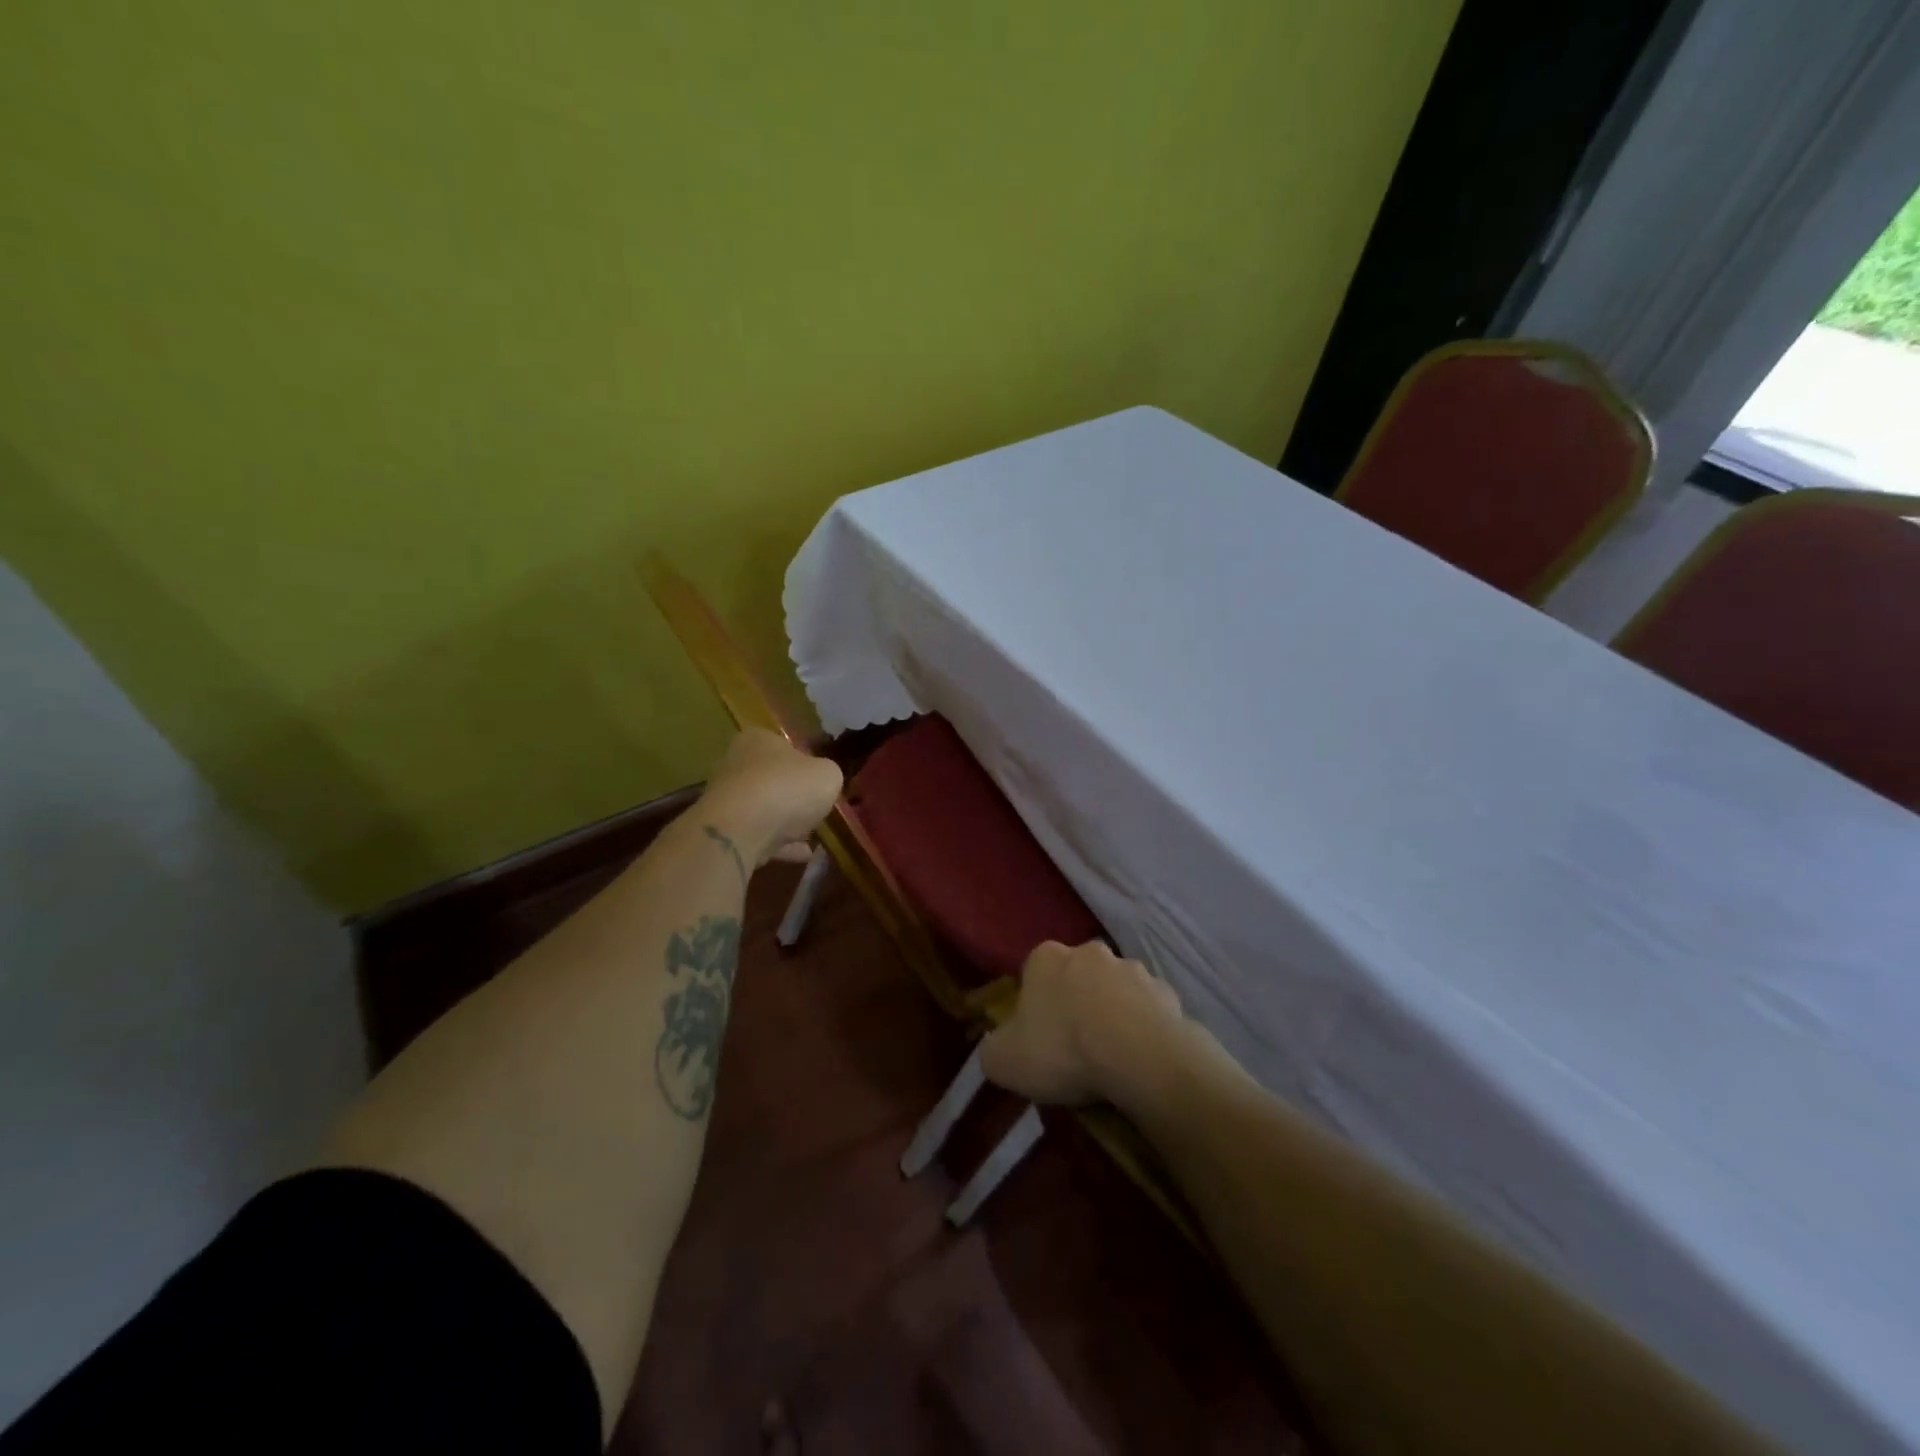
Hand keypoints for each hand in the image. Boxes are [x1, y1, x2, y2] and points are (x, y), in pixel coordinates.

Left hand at [698, 728, 843, 866]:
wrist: (740, 831)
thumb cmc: (786, 788)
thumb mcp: (828, 775)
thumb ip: (828, 775)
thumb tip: (823, 781)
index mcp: (758, 740)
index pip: (785, 746)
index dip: (807, 764)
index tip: (821, 782)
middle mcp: (736, 764)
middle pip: (773, 779)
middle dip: (794, 796)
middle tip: (818, 810)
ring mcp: (727, 799)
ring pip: (764, 810)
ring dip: (787, 823)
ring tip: (813, 837)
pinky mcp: (724, 831)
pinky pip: (759, 836)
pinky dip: (779, 845)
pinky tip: (802, 854)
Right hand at [980, 941, 1184, 1107]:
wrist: (1139, 1057)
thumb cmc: (1063, 1050)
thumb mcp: (1003, 1060)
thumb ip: (993, 1048)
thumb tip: (998, 1048)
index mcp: (1046, 957)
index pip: (1034, 971)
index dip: (1035, 1003)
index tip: (1038, 1036)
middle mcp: (1090, 951)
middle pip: (1077, 976)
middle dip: (1076, 1002)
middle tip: (1074, 1047)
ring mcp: (1134, 969)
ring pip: (1116, 990)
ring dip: (1113, 1014)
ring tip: (1112, 1058)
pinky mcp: (1168, 993)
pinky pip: (1149, 1012)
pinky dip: (1144, 1030)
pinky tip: (1141, 1061)